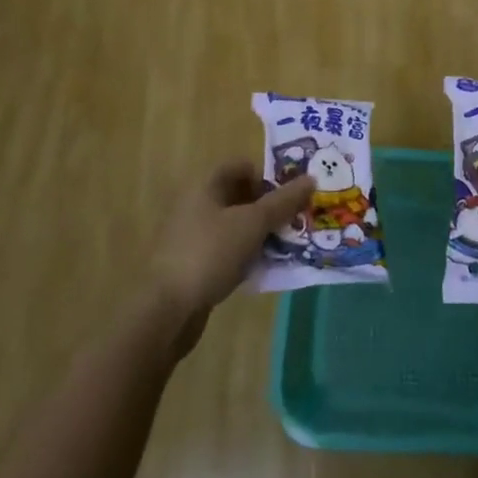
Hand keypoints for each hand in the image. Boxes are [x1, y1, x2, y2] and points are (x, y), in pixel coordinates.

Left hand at [150, 161, 313, 350]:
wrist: (166, 311)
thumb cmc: (210, 253)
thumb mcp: (253, 223)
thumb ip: (283, 201)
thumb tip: (312, 178)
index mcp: (206, 185)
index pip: (242, 165)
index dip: (268, 174)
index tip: (292, 193)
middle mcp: (197, 204)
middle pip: (240, 195)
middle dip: (270, 206)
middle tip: (296, 219)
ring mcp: (193, 236)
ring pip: (236, 224)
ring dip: (261, 232)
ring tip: (287, 244)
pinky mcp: (194, 264)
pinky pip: (228, 249)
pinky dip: (246, 254)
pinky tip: (264, 267)